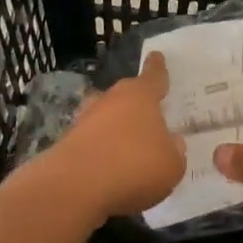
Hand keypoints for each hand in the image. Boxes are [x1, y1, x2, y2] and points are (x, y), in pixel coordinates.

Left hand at [42, 52, 185, 223]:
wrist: (75, 186)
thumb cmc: (134, 166)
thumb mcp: (171, 165)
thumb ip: (174, 151)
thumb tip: (171, 142)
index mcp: (141, 96)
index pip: (153, 76)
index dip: (157, 68)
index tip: (156, 56)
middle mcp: (111, 100)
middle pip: (126, 95)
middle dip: (136, 103)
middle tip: (148, 115)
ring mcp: (85, 120)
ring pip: (106, 117)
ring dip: (116, 127)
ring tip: (129, 146)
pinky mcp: (68, 143)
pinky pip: (93, 141)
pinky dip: (101, 150)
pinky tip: (110, 168)